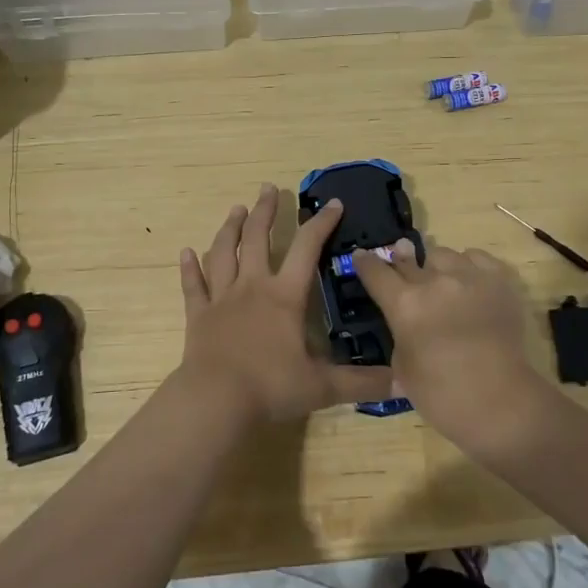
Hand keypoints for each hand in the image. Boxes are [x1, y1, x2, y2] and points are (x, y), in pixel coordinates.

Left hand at [178, 185, 393, 423]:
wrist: (215, 400)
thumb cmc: (270, 386)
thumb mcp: (322, 386)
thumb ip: (361, 382)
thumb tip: (402, 380)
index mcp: (285, 296)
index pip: (307, 249)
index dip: (321, 223)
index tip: (332, 203)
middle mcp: (252, 287)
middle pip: (258, 238)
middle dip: (265, 210)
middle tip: (268, 187)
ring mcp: (221, 299)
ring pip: (224, 253)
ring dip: (230, 229)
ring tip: (236, 209)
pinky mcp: (198, 316)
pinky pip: (192, 286)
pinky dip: (189, 268)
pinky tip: (185, 252)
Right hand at [352, 242, 551, 453]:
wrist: (500, 402)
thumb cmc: (442, 395)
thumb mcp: (402, 366)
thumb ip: (400, 332)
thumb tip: (405, 316)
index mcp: (404, 304)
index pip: (376, 271)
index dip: (365, 262)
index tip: (361, 257)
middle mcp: (434, 281)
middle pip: (408, 259)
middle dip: (401, 264)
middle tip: (404, 271)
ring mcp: (469, 277)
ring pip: (442, 255)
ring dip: (436, 268)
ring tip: (443, 284)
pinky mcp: (498, 280)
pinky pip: (476, 257)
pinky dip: (468, 266)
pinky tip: (469, 281)